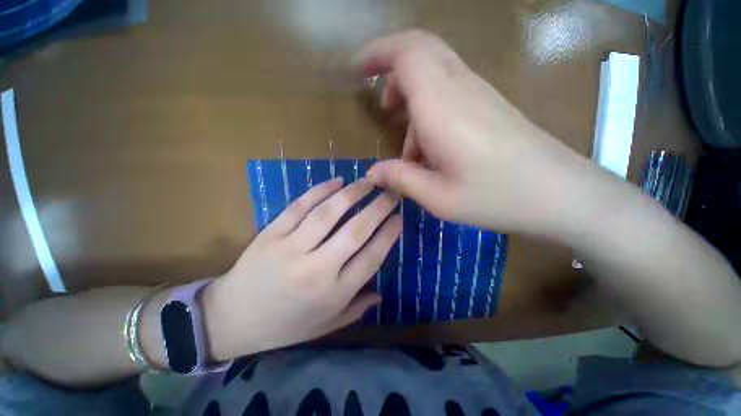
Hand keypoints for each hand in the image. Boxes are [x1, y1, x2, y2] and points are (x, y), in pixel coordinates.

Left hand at [202, 178, 400, 359]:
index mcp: (333, 294)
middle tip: (392, 192)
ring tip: (368, 181)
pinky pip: (299, 207)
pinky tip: (336, 182)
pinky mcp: (271, 234)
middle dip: (378, 208)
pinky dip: (319, 191)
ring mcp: (291, 248)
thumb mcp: (325, 326)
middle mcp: (316, 269)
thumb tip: (382, 293)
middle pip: (355, 232)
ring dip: (352, 194)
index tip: (399, 217)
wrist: (231, 319)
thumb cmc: (284, 326)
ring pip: (328, 214)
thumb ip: (356, 309)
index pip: (371, 258)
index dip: (388, 234)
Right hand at [357, 30, 595, 234]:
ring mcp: (478, 93)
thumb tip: (371, 173)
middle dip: (391, 67)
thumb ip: (400, 179)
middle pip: (420, 50)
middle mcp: (460, 89)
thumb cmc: (497, 197)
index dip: (376, 54)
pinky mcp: (488, 104)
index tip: (355, 70)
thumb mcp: (438, 197)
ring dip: (410, 96)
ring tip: (405, 140)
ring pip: (433, 71)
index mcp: (442, 108)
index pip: (407, 54)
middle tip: (382, 106)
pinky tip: (429, 144)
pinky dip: (428, 108)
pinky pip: (448, 89)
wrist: (560, 194)